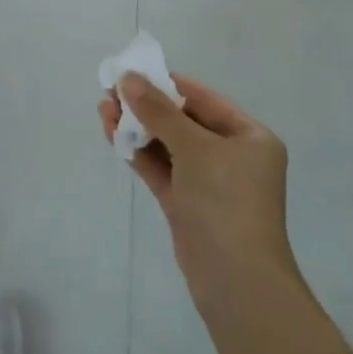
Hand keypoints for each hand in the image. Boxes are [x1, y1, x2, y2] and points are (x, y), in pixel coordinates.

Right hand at [100, 73, 306, 314]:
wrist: (236, 281)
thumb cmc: (226, 202)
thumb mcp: (194, 148)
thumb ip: (158, 111)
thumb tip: (127, 77)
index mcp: (249, 137)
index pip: (202, 99)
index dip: (166, 84)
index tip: (131, 72)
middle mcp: (232, 156)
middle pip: (183, 121)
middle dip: (146, 106)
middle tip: (110, 92)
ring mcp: (209, 182)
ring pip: (168, 145)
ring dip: (138, 128)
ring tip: (103, 110)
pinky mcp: (187, 204)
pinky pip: (161, 169)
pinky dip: (139, 153)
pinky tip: (113, 136)